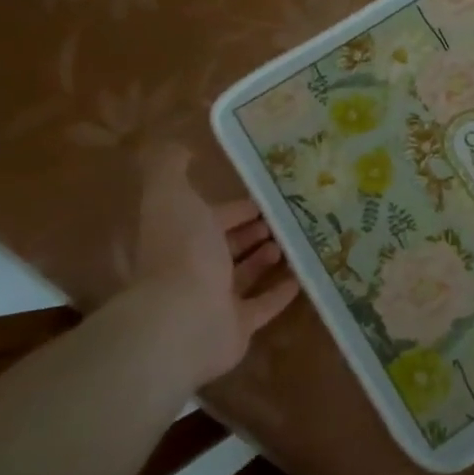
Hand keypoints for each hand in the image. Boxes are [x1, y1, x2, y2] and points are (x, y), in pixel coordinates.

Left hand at [113, 143, 299, 387]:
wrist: (183, 319)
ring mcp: (215, 300)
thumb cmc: (181, 251)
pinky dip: (280, 292)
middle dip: (254, 230)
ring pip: (244, 275)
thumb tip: (179, 146)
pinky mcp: (237, 327)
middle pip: (228, 245)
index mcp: (181, 235)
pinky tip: (303, 276)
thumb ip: (170, 167)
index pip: (211, 216)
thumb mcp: (170, 195)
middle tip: (287, 217)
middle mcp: (194, 267)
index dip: (236, 207)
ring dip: (267, 257)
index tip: (268, 195)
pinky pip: (262, 306)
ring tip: (295, 241)